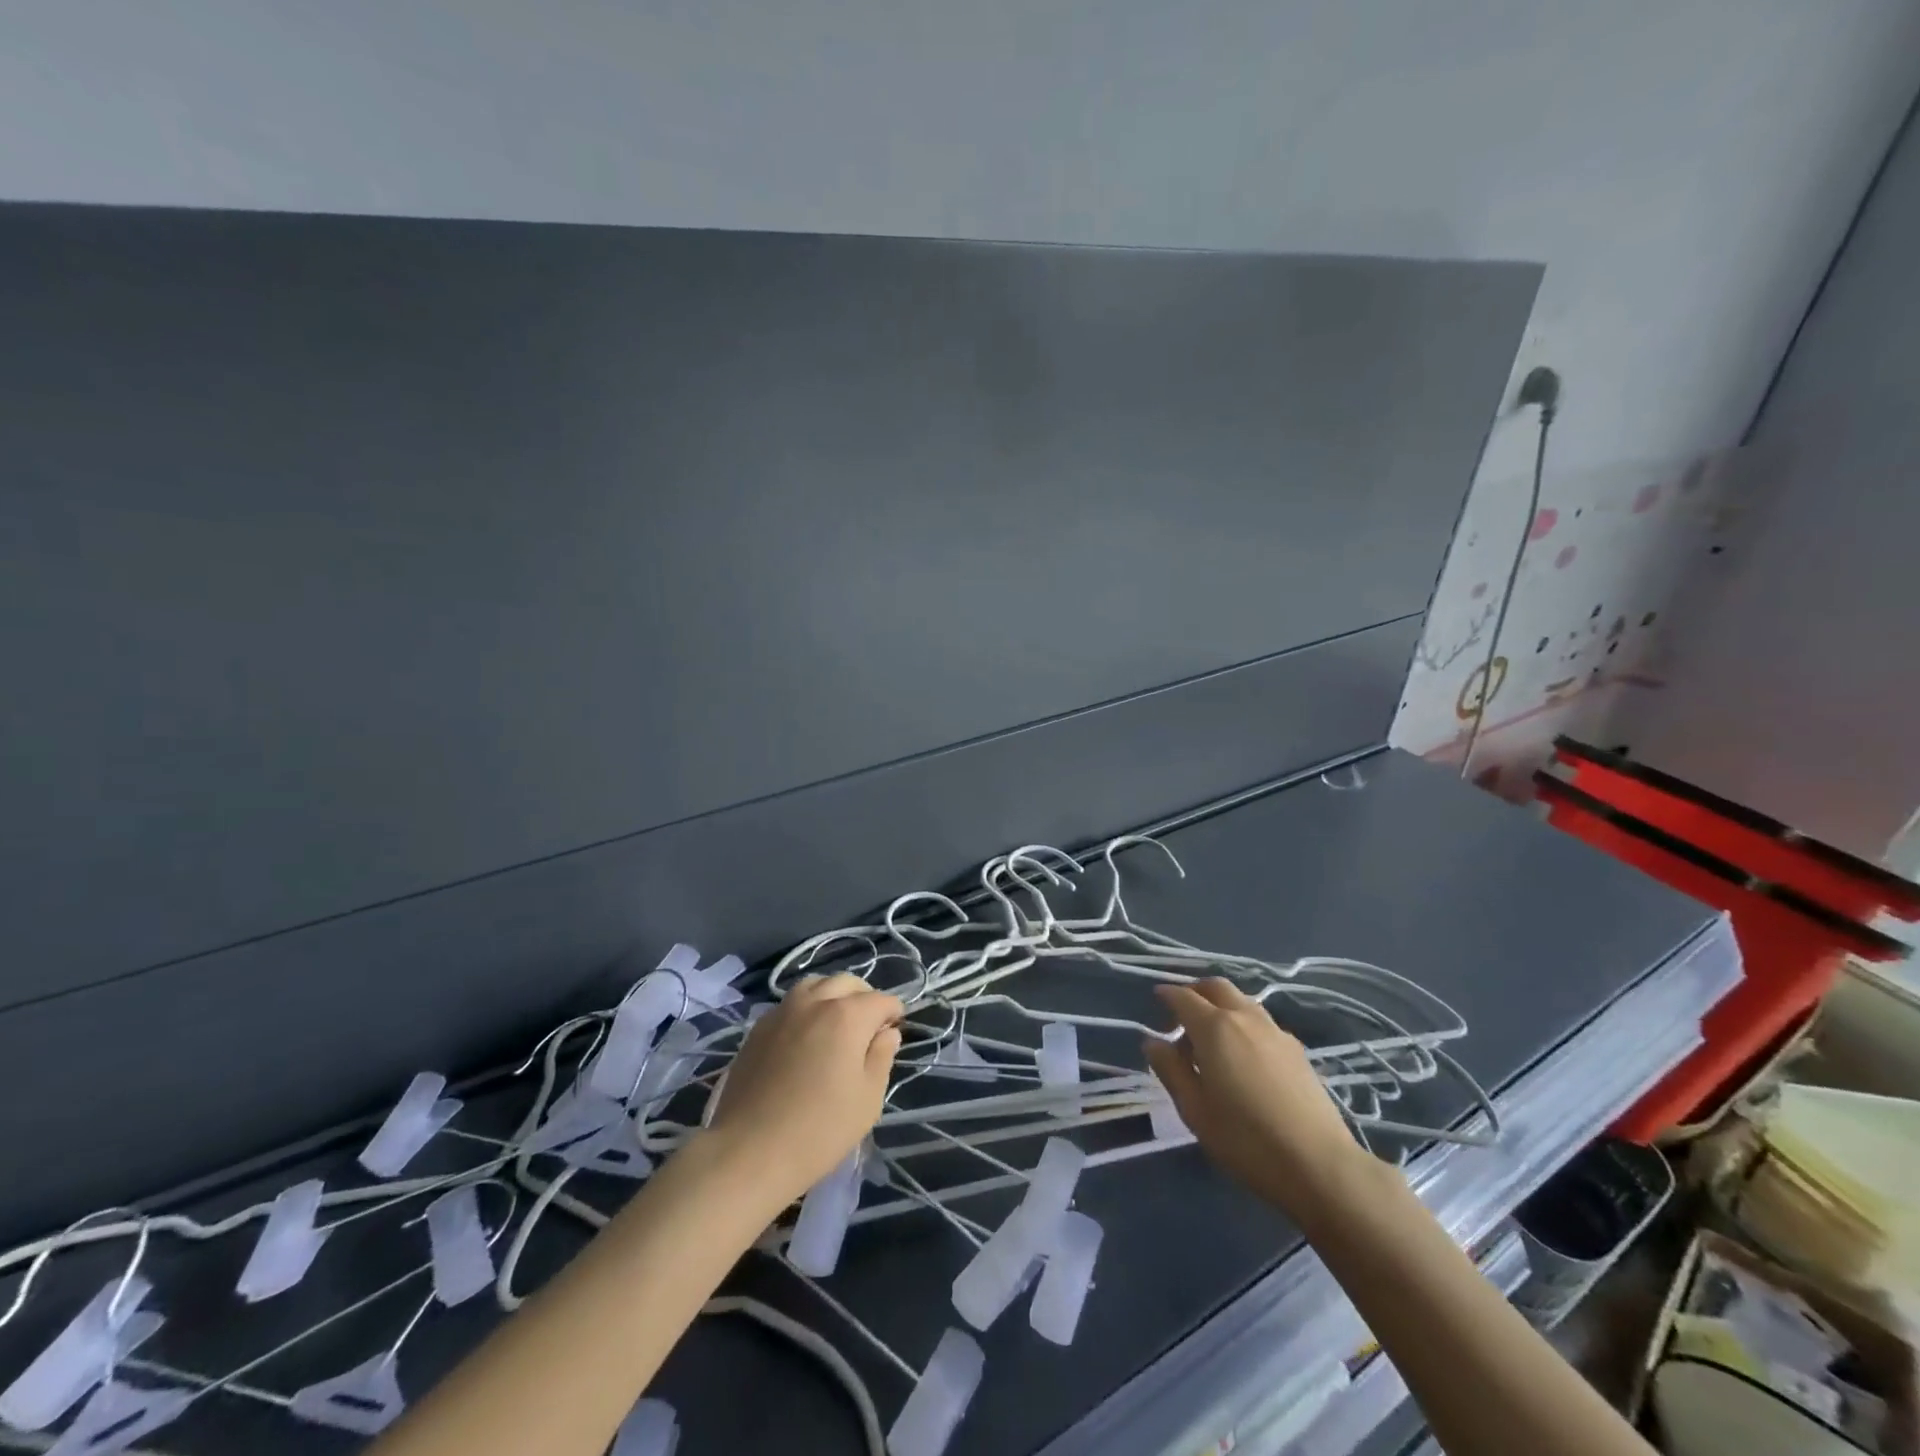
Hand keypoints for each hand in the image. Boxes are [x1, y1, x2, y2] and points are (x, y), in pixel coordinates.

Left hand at [705, 974, 902, 1206]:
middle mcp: (815, 1001)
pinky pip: (790, 1003)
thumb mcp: (867, 1099)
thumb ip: (882, 1057)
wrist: (749, 1151)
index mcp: (848, 1016)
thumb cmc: (819, 1129)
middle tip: (869, 1026)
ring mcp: (783, 1011)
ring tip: (836, 1023)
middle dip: (864, 997)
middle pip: (847, 983)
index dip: (893, 1013)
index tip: (895, 1031)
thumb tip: (887, 1033)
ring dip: (832, 995)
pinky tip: (805, 1035)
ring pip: (815, 985)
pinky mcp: (758, 1028)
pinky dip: (806, 1008)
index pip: (881, 1000)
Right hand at [1144, 978, 1364, 1219]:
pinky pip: (1261, 1022)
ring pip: (1242, 1001)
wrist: (1319, 1165)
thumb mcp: (1194, 1110)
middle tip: (1182, 1014)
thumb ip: (1171, 1070)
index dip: (1167, 995)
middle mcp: (1245, 1018)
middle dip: (1195, 991)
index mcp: (1214, 1028)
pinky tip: (1244, 1056)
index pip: (1183, 997)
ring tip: (1212, 1037)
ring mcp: (1275, 1032)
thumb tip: (1153, 1042)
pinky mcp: (1297, 1050)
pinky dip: (1243, 1023)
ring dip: (1221, 1006)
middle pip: (1216, 987)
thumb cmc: (1245, 1140)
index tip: (1157, 998)